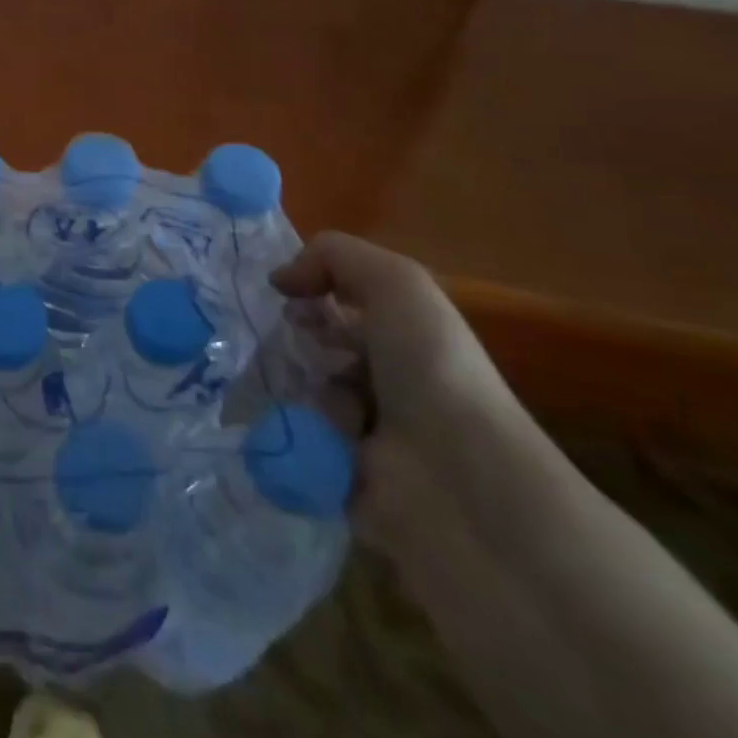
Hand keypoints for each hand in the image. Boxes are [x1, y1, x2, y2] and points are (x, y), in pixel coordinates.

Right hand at [270, 232, 529, 547]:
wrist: (457, 480)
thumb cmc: (432, 370)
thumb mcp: (397, 284)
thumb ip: (334, 256)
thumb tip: (280, 279)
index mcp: (405, 339)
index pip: (340, 306)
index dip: (310, 294)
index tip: (286, 297)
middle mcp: (387, 382)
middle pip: (314, 348)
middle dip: (293, 343)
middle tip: (286, 346)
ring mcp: (364, 434)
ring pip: (299, 393)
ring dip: (295, 390)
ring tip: (299, 394)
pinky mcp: (339, 477)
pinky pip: (294, 441)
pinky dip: (290, 433)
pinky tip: (300, 432)